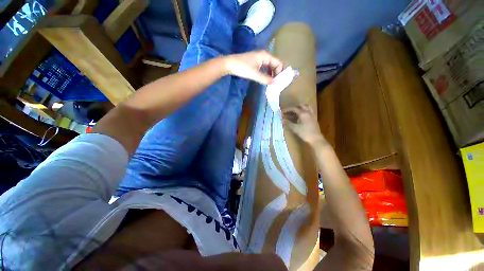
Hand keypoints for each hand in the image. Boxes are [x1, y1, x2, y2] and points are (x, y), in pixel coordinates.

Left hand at [223, 50, 283, 84]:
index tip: (279, 81)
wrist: (229, 64)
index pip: (278, 63)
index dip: (280, 71)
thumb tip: (275, 83)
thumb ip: (265, 79)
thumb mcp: (255, 74)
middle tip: (276, 83)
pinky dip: (266, 73)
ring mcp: (259, 58)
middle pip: (274, 64)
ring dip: (271, 73)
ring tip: (272, 82)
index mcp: (265, 56)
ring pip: (269, 66)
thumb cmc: (242, 68)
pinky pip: (264, 67)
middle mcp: (264, 55)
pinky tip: (265, 79)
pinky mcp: (255, 62)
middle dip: (276, 73)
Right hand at [283, 104, 326, 145]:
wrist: (315, 139)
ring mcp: (312, 115)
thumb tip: (283, 119)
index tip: (282, 112)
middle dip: (294, 107)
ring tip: (295, 112)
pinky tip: (301, 116)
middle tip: (289, 112)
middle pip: (301, 106)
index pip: (294, 108)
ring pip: (306, 107)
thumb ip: (288, 123)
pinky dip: (304, 111)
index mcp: (303, 114)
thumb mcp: (295, 128)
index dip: (287, 109)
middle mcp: (308, 112)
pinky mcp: (314, 118)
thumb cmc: (304, 133)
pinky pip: (309, 111)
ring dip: (300, 108)